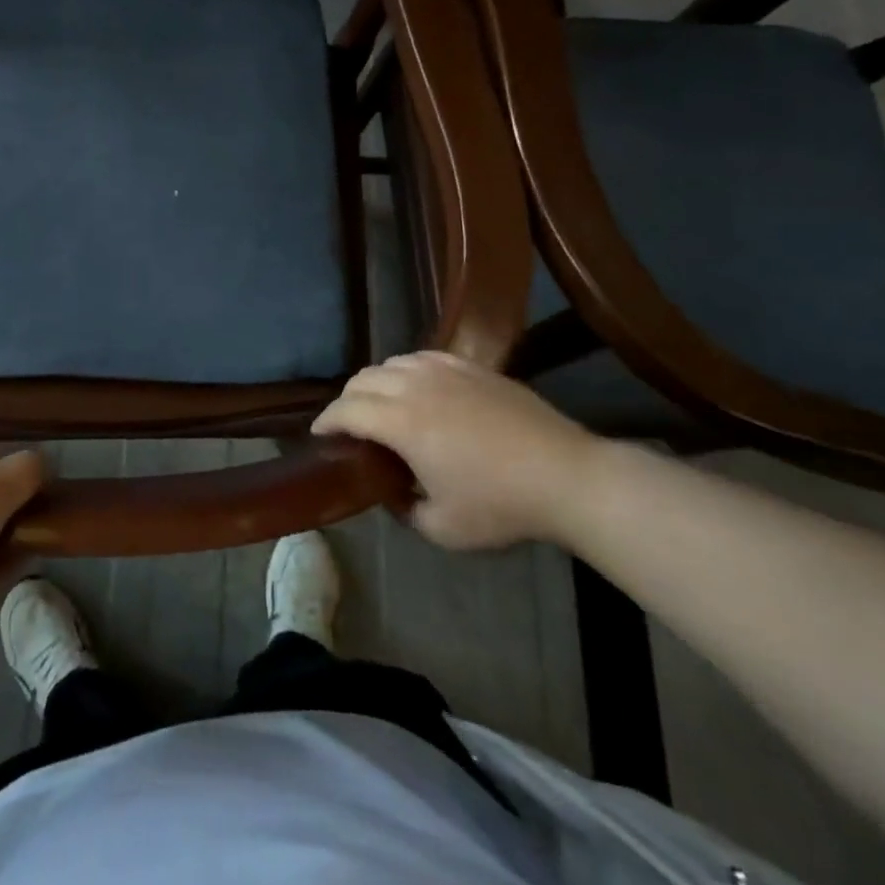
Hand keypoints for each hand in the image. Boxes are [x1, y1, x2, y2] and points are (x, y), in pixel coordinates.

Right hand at [313, 351, 599, 549]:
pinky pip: (422, 356)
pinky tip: (416, 386)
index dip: (325, 421)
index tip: (319, 435)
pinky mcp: (470, 365)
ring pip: (391, 363)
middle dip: (346, 400)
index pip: (346, 410)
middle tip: (348, 425)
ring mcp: (444, 370)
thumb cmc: (501, 505)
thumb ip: (404, 509)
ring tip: (380, 405)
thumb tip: (392, 492)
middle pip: (362, 380)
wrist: (565, 475)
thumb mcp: (443, 528)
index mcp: (401, 422)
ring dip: (374, 383)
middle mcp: (414, 386)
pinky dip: (406, 369)